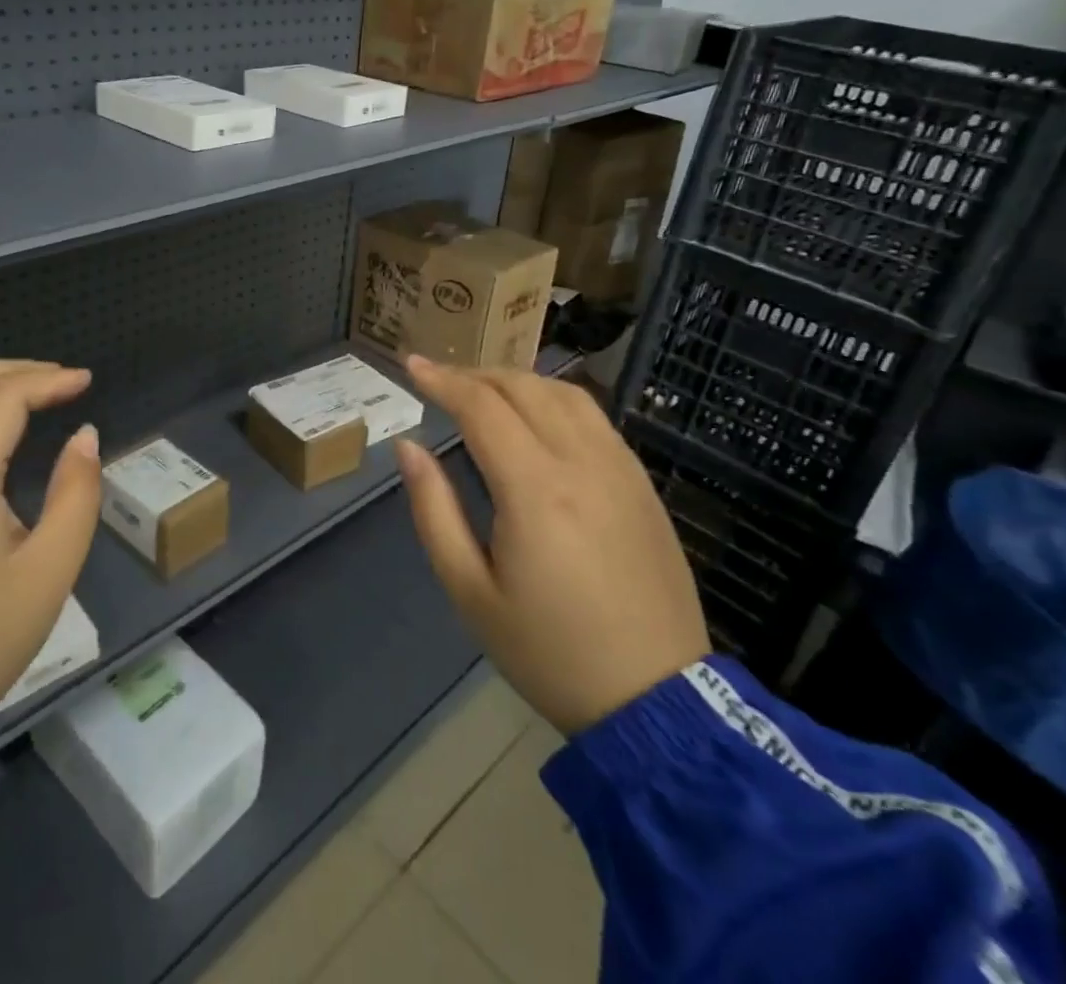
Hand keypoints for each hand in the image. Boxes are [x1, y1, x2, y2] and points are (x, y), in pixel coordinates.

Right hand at [395, 356, 707, 735]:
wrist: (655, 701)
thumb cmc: (548, 651)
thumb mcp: (470, 591)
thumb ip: (434, 510)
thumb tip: (409, 448)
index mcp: (535, 489)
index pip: (481, 407)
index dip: (442, 379)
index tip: (411, 364)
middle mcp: (582, 462)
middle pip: (523, 387)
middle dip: (475, 374)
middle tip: (440, 381)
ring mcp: (620, 469)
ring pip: (564, 393)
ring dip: (517, 380)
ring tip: (484, 392)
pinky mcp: (642, 484)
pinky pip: (594, 418)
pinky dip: (555, 400)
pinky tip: (538, 419)